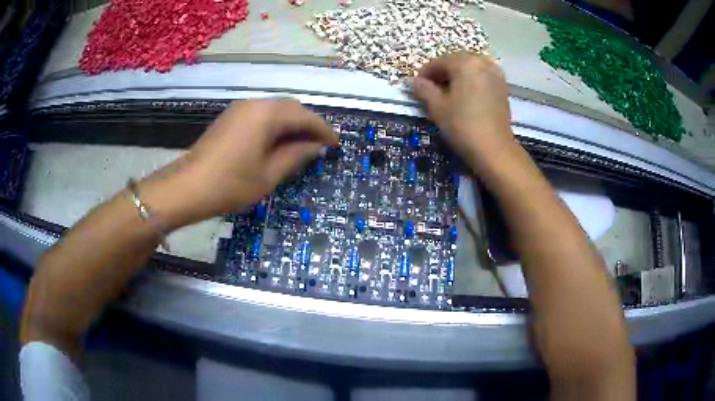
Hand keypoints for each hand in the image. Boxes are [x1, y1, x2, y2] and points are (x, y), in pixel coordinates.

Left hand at [141, 99, 337, 228]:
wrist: (188, 187)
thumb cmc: (231, 184)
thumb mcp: (269, 174)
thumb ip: (296, 156)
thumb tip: (315, 146)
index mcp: (268, 115)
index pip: (305, 117)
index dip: (324, 130)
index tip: (336, 144)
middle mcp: (256, 104)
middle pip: (291, 108)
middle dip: (308, 124)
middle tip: (319, 145)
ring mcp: (241, 108)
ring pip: (276, 109)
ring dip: (291, 124)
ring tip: (300, 145)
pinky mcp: (231, 117)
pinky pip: (261, 114)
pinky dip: (275, 125)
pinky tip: (277, 142)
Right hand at [411, 52, 514, 170]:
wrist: (494, 149)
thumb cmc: (463, 125)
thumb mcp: (437, 107)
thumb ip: (423, 89)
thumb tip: (413, 81)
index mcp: (464, 63)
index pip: (438, 62)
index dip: (424, 74)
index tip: (416, 87)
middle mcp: (482, 62)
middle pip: (455, 62)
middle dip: (442, 74)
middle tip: (431, 91)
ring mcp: (495, 74)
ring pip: (470, 69)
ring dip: (457, 78)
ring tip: (448, 95)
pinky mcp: (502, 87)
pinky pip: (482, 77)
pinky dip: (471, 82)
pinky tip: (465, 97)